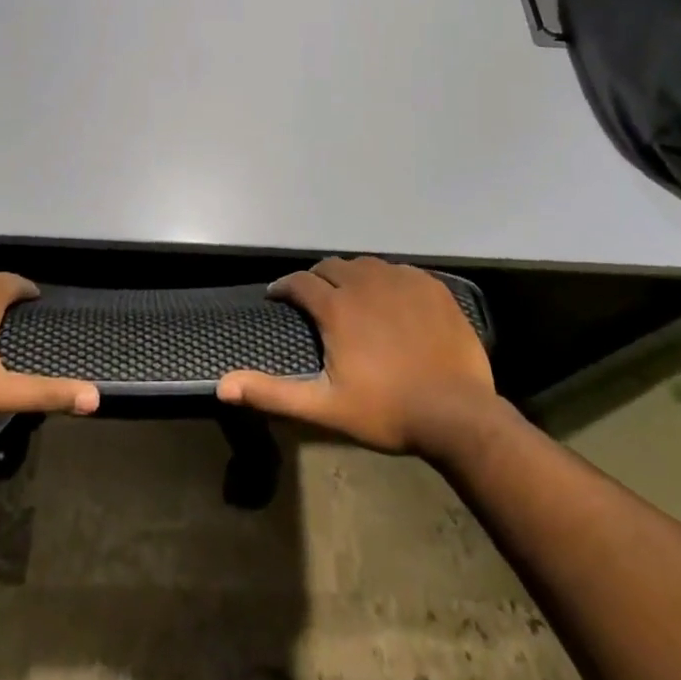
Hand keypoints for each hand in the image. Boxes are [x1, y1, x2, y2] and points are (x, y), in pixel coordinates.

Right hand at [217, 256, 498, 457]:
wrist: (458, 415)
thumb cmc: (386, 411)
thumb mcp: (324, 407)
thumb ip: (272, 393)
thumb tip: (222, 386)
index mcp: (336, 307)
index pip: (299, 282)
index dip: (284, 287)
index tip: (277, 297)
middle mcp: (365, 282)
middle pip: (331, 266)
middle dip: (317, 277)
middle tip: (315, 298)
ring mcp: (401, 280)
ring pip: (366, 265)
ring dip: (351, 275)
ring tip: (351, 296)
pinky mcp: (431, 286)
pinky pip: (399, 271)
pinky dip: (386, 279)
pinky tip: (390, 299)